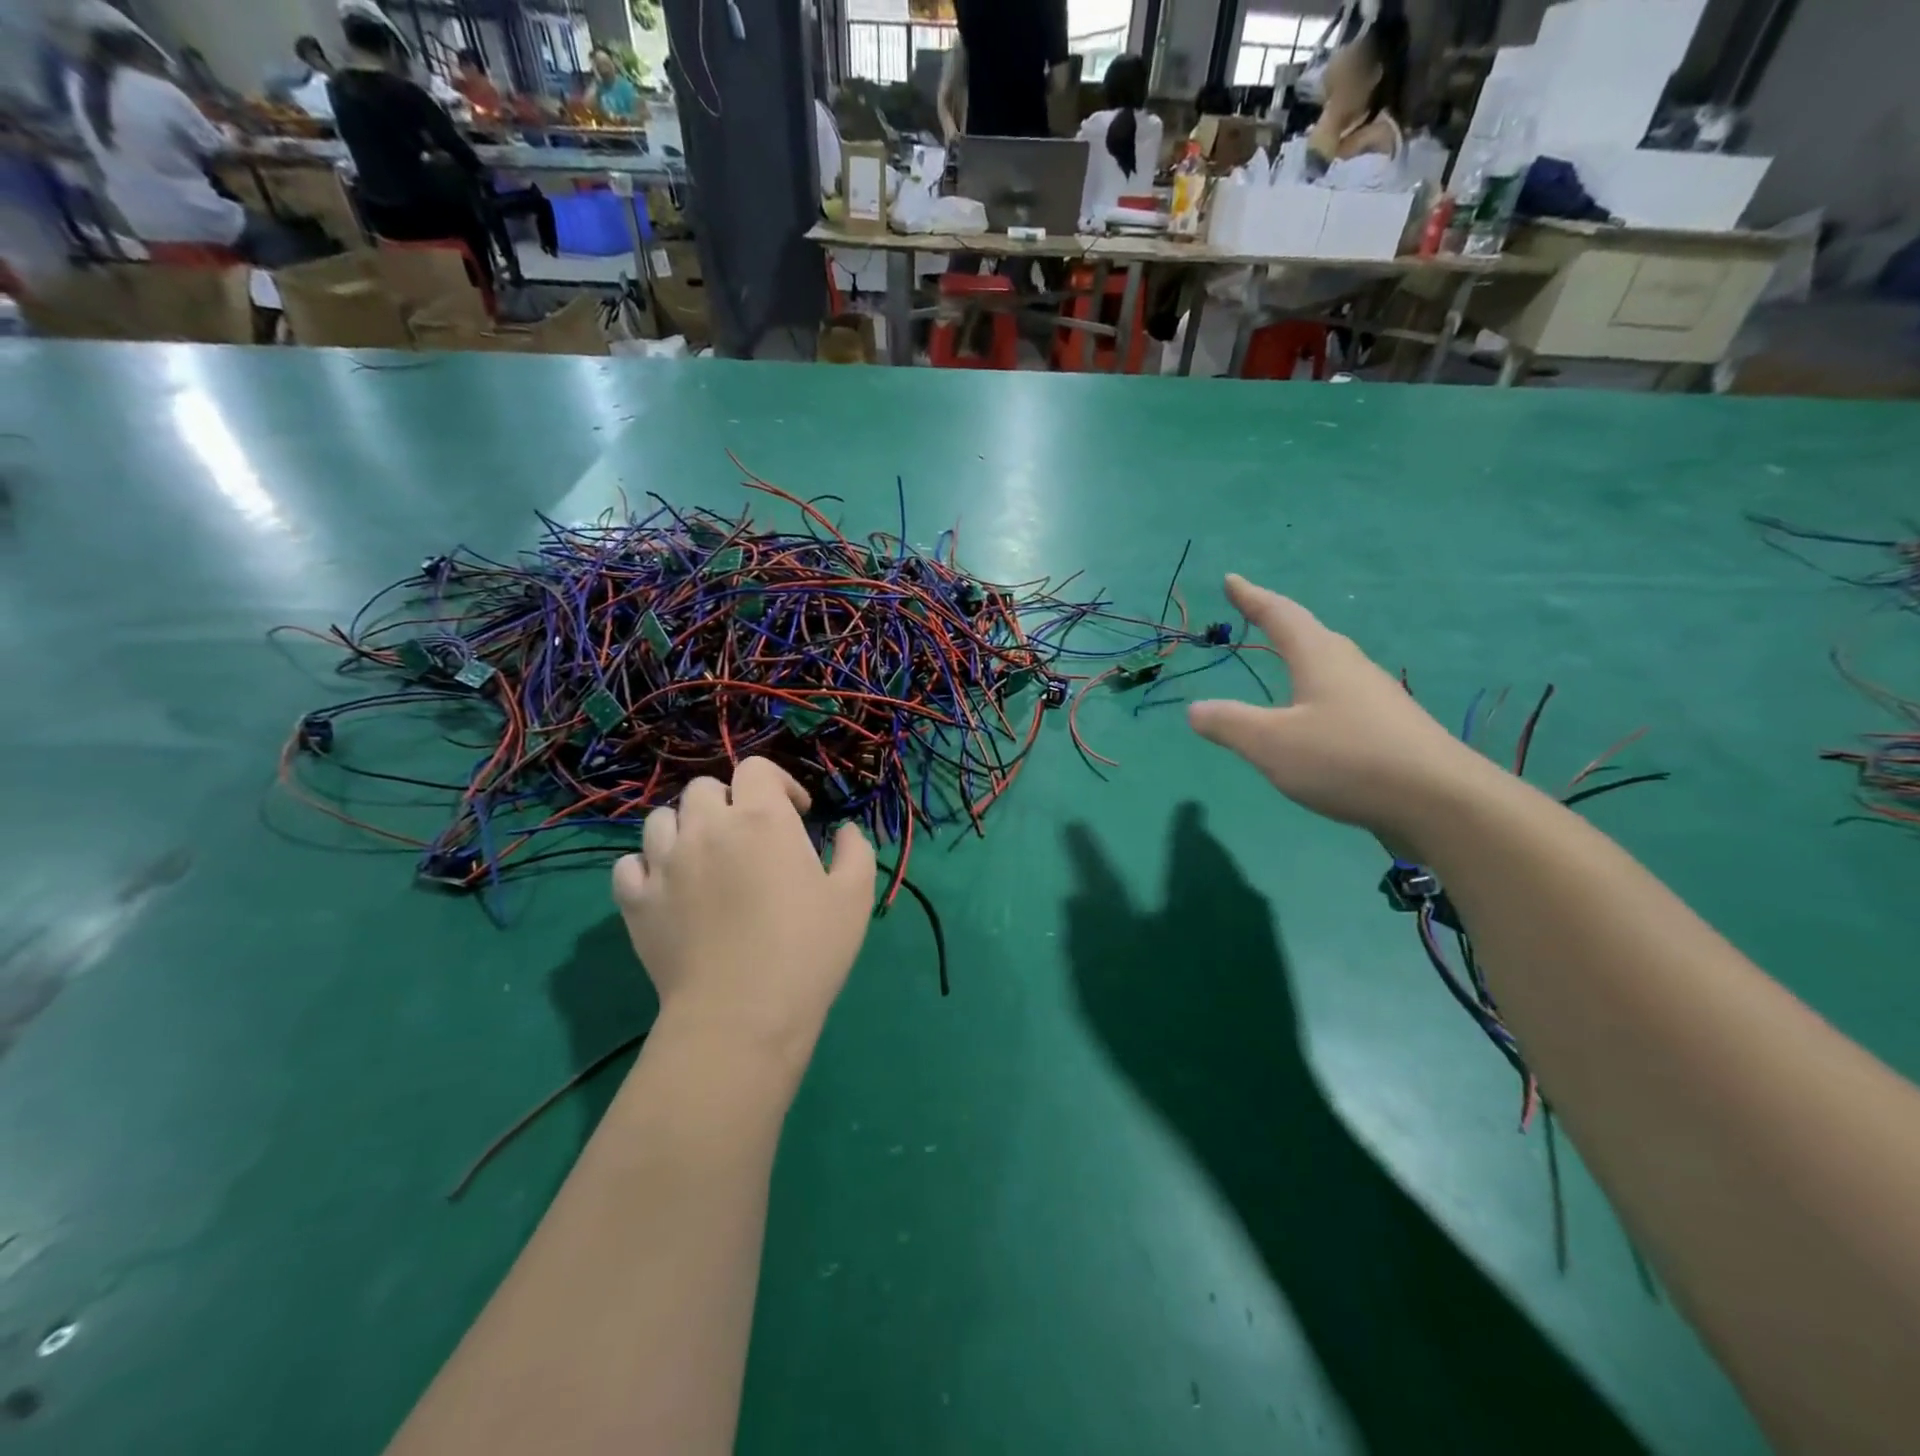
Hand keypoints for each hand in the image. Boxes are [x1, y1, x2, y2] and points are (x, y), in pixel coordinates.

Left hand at [612, 758, 876, 1058]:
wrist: (742, 1016)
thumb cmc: (807, 951)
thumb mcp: (854, 898)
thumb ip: (854, 851)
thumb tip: (843, 831)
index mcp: (761, 819)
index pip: (756, 769)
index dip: (778, 783)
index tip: (796, 813)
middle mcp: (707, 828)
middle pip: (705, 789)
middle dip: (731, 802)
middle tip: (751, 837)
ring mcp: (665, 863)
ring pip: (662, 819)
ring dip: (686, 827)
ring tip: (705, 857)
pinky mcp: (635, 901)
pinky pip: (629, 864)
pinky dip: (647, 866)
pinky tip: (668, 885)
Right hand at [1188, 576, 1488, 846]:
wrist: (1439, 801)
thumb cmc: (1346, 759)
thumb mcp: (1271, 744)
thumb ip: (1229, 724)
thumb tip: (1195, 709)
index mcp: (1320, 658)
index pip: (1280, 615)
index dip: (1252, 597)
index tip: (1231, 579)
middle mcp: (1350, 667)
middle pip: (1310, 635)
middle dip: (1278, 623)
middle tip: (1255, 617)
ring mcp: (1375, 697)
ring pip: (1329, 666)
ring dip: (1301, 659)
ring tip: (1282, 664)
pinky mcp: (1389, 728)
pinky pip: (1341, 696)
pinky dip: (1315, 693)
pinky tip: (1313, 719)